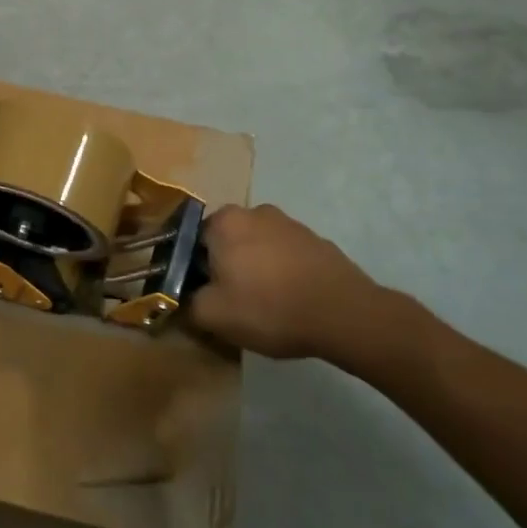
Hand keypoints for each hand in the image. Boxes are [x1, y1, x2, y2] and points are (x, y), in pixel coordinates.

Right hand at [189, 203, 401, 361]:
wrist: (344, 314)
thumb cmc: (269, 307)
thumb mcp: (214, 315)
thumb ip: (187, 303)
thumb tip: (182, 298)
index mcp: (224, 221)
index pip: (192, 241)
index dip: (193, 270)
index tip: (203, 296)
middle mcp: (254, 211)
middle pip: (226, 241)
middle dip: (225, 267)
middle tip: (232, 303)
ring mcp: (289, 223)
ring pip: (257, 247)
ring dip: (255, 269)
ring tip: (264, 306)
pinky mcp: (316, 240)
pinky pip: (286, 256)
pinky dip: (282, 273)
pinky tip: (290, 302)